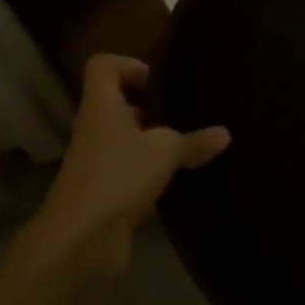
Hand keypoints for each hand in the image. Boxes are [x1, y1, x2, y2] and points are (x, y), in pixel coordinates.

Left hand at [12, 54, 228, 285]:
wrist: (79, 240)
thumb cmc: (118, 178)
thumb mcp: (165, 153)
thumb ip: (194, 142)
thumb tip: (224, 134)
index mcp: (101, 108)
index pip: (102, 67)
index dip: (127, 64)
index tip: (155, 80)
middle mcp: (94, 130)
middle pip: (114, 103)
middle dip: (146, 106)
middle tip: (179, 112)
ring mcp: (97, 163)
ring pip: (123, 139)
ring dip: (150, 141)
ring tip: (185, 145)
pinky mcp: (104, 192)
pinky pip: (129, 170)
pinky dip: (150, 171)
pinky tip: (176, 178)